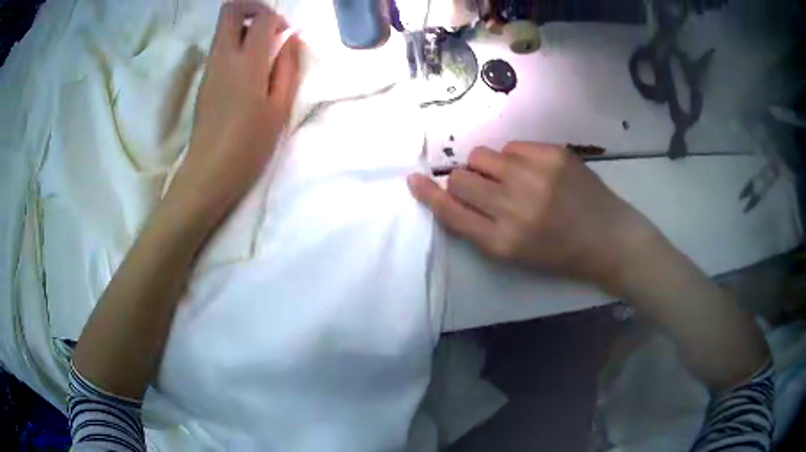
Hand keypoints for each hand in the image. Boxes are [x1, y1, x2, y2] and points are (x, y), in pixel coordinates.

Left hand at [171, 1, 302, 222]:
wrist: (209, 173)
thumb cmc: (249, 145)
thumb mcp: (279, 108)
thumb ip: (287, 67)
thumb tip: (291, 39)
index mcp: (248, 63)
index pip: (260, 18)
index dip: (276, 18)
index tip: (284, 36)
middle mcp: (224, 57)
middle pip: (230, 11)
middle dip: (251, 10)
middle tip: (267, 29)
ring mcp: (209, 68)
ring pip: (222, 29)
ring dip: (243, 29)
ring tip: (260, 54)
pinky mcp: (203, 80)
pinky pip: (219, 48)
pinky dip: (234, 46)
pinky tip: (245, 73)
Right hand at [408, 142, 658, 294]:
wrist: (609, 239)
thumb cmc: (561, 254)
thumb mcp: (516, 255)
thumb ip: (480, 228)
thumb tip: (452, 193)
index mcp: (503, 242)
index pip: (452, 212)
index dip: (429, 195)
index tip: (414, 180)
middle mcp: (515, 208)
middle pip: (461, 179)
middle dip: (463, 181)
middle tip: (484, 187)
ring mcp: (536, 177)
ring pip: (482, 156)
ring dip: (487, 167)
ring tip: (511, 178)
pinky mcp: (554, 155)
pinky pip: (512, 147)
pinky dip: (515, 158)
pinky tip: (535, 172)